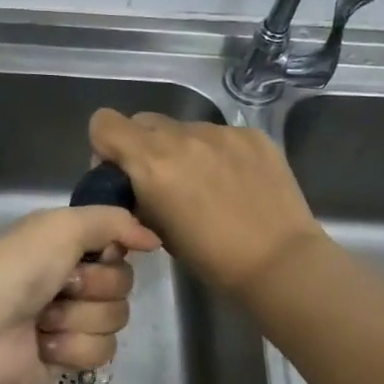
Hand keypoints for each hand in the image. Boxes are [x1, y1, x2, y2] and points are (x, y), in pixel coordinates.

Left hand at [0, 205, 159, 383]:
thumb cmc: (14, 271)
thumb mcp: (61, 227)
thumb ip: (113, 221)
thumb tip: (154, 239)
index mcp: (68, 245)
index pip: (120, 248)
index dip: (111, 255)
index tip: (96, 255)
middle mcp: (72, 280)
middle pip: (124, 286)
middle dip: (93, 289)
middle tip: (60, 288)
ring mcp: (72, 321)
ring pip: (116, 321)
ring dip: (78, 320)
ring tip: (43, 321)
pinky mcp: (70, 358)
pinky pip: (102, 353)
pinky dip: (72, 348)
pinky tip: (43, 345)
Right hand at [89, 108, 325, 301]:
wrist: (279, 261)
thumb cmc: (211, 258)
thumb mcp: (156, 229)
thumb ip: (137, 194)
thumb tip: (134, 184)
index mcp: (151, 161)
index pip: (104, 122)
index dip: (106, 145)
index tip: (121, 172)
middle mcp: (183, 136)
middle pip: (143, 121)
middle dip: (143, 147)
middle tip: (162, 181)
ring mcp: (221, 132)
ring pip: (184, 129)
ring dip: (183, 150)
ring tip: (207, 186)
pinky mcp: (253, 135)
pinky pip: (220, 135)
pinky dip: (218, 154)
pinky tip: (236, 183)